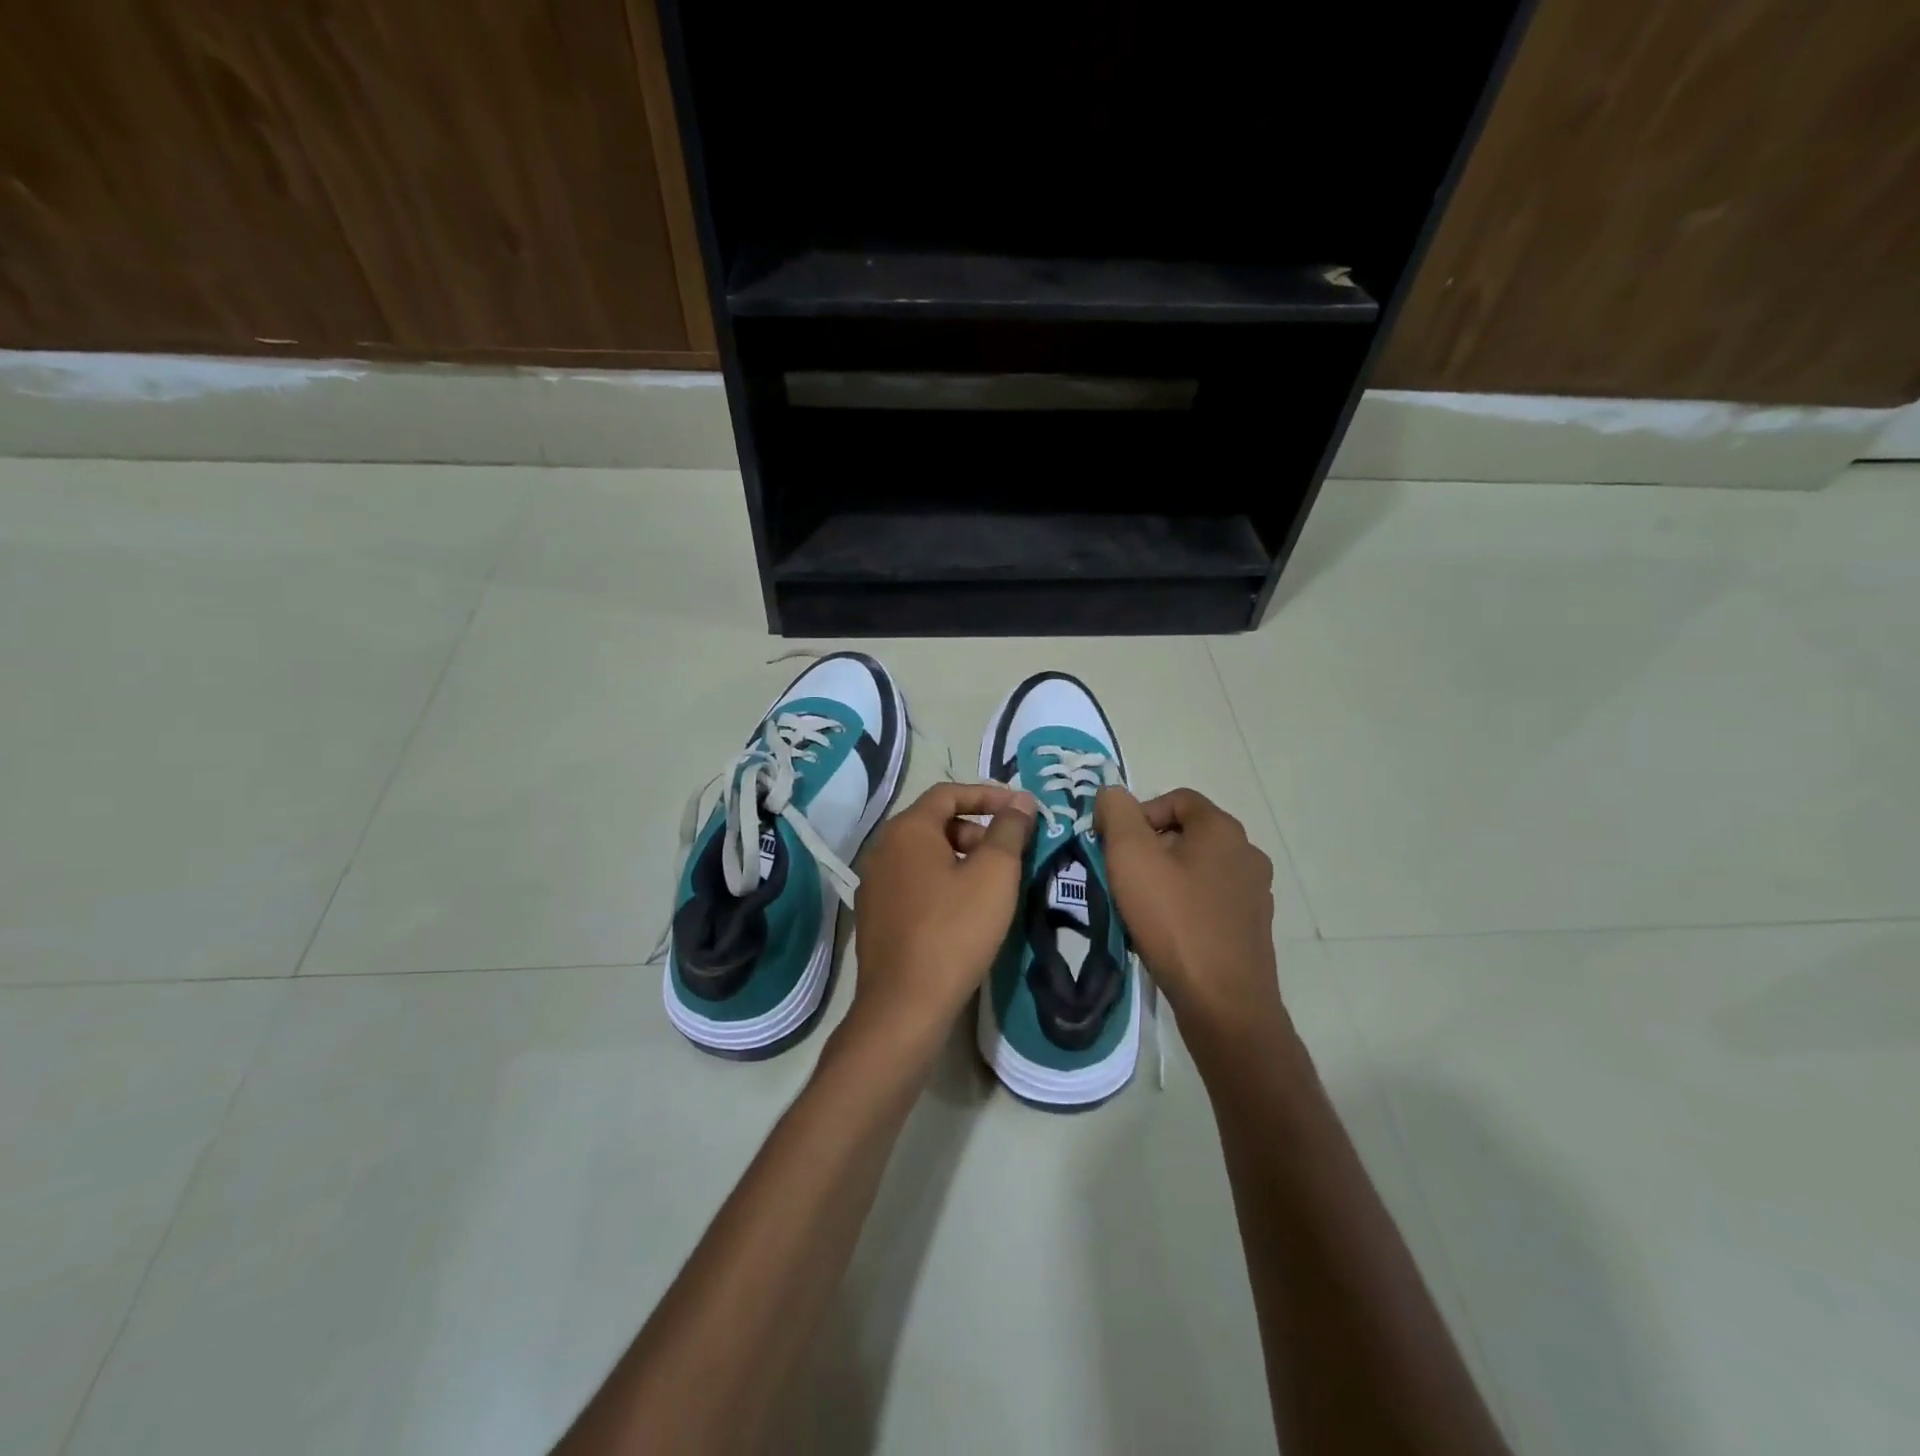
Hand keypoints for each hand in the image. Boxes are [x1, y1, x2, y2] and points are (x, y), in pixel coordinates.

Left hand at [849, 782, 1037, 1059]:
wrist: (905, 1004)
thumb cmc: (954, 930)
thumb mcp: (994, 874)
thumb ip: (1009, 830)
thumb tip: (1021, 800)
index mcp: (907, 830)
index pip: (948, 793)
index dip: (988, 795)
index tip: (1021, 810)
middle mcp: (882, 849)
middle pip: (935, 823)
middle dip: (977, 831)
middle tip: (1009, 855)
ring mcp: (874, 884)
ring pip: (925, 856)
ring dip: (962, 859)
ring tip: (993, 886)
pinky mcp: (874, 916)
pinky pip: (914, 883)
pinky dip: (942, 883)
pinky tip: (965, 912)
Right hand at [1095, 787, 1281, 1040]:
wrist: (1223, 1002)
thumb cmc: (1174, 920)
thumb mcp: (1131, 857)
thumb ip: (1117, 813)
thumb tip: (1112, 794)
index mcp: (1223, 829)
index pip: (1176, 799)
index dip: (1139, 814)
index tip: (1114, 845)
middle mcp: (1246, 853)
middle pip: (1187, 834)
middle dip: (1149, 849)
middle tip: (1121, 877)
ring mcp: (1254, 893)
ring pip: (1197, 869)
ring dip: (1165, 879)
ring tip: (1139, 908)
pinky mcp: (1252, 928)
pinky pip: (1210, 902)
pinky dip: (1185, 907)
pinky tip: (1165, 933)